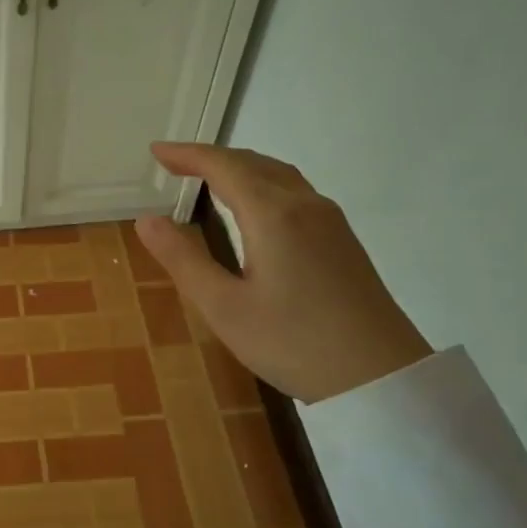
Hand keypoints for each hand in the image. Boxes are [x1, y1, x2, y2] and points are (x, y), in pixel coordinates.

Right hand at [134, 144, 430, 402]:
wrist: (380, 376)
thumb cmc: (292, 342)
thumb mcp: (223, 307)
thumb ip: (183, 259)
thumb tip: (146, 219)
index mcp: (272, 214)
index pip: (224, 167)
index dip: (187, 154)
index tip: (156, 151)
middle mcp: (304, 205)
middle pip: (254, 163)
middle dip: (211, 158)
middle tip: (174, 163)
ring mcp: (330, 221)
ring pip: (278, 175)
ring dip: (240, 168)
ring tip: (209, 178)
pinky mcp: (342, 240)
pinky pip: (295, 191)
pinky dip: (262, 183)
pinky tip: (254, 207)